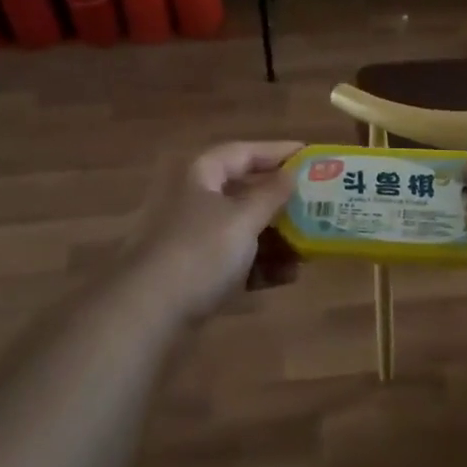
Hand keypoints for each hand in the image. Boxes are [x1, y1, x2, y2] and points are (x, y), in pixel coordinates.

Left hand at [126, 141, 300, 315]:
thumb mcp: (243, 219)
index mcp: (202, 175)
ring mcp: (193, 237)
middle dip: (282, 201)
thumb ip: (271, 195)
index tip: (311, 156)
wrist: (148, 314)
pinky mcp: (194, 272)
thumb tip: (291, 174)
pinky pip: (235, 260)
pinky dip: (260, 265)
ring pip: (243, 228)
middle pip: (245, 191)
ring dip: (276, 237)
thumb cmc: (200, 252)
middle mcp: (195, 199)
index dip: (277, 152)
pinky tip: (288, 276)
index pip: (244, 151)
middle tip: (318, 204)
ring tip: (310, 246)